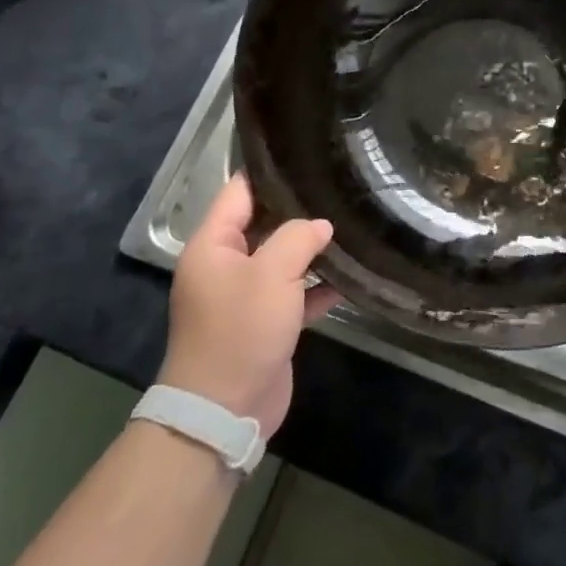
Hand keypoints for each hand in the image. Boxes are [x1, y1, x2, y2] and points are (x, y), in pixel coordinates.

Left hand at [159, 173, 338, 435]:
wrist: (223, 411)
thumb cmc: (240, 330)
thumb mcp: (271, 273)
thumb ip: (298, 237)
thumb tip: (320, 225)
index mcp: (213, 245)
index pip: (240, 192)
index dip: (270, 171)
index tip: (307, 154)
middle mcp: (226, 265)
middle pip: (264, 223)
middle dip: (300, 209)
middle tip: (340, 186)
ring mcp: (245, 296)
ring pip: (282, 258)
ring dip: (312, 248)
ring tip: (352, 223)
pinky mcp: (265, 322)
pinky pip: (294, 292)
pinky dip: (317, 285)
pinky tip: (351, 275)